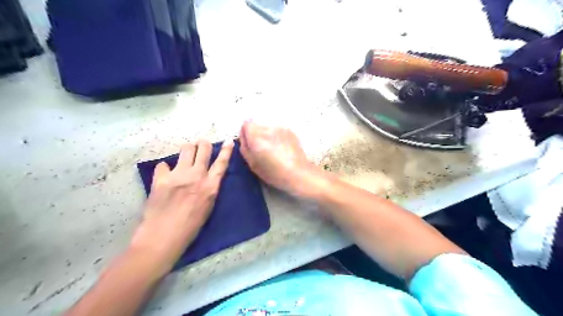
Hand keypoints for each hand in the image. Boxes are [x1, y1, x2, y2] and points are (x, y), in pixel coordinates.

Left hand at [131, 139, 233, 272]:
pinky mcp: (161, 178)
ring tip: (185, 156)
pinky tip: (165, 176)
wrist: (163, 237)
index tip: (229, 140)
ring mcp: (178, 175)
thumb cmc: (190, 226)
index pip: (222, 163)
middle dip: (203, 144)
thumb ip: (209, 188)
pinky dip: (166, 168)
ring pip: (186, 149)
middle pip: (203, 149)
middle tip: (201, 145)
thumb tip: (205, 176)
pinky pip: (164, 164)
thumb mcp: (208, 206)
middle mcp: (196, 176)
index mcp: (211, 186)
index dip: (227, 150)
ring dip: (187, 150)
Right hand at [240, 121, 322, 196]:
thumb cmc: (273, 172)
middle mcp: (268, 128)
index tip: (250, 144)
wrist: (298, 173)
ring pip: (268, 128)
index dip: (246, 133)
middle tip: (261, 149)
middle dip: (257, 134)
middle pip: (258, 125)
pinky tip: (282, 149)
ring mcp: (281, 128)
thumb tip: (243, 138)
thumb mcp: (252, 164)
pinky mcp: (290, 131)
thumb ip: (245, 148)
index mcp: (257, 136)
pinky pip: (279, 131)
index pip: (246, 123)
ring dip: (267, 135)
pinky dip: (277, 137)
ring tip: (273, 150)